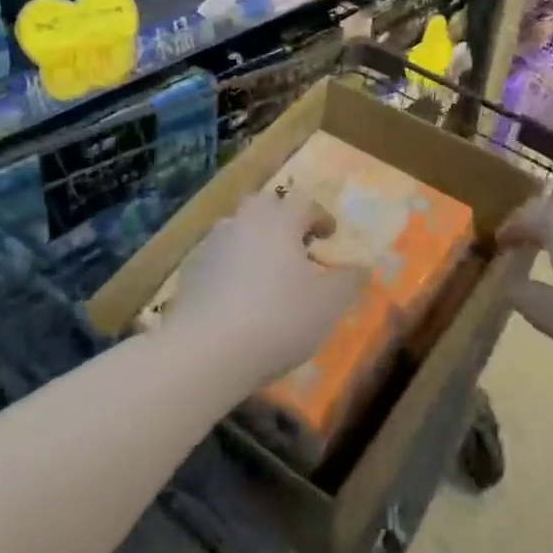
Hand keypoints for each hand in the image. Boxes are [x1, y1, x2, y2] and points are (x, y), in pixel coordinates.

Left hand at [165, 193, 367, 390]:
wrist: (205, 351)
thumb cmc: (277, 319)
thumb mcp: (328, 305)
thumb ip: (349, 281)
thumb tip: (363, 266)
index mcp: (279, 219)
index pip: (304, 201)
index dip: (320, 216)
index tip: (330, 235)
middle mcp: (243, 220)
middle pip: (266, 207)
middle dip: (283, 221)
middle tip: (297, 247)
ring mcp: (212, 243)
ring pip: (239, 230)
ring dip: (255, 243)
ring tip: (267, 275)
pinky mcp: (190, 271)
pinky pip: (218, 259)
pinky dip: (231, 269)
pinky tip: (238, 299)